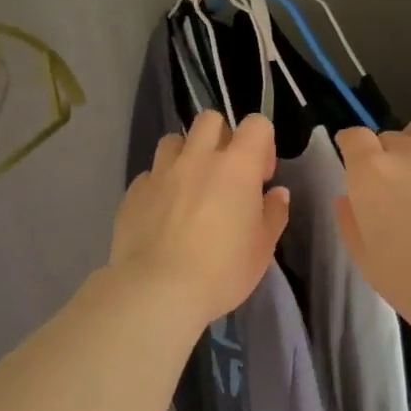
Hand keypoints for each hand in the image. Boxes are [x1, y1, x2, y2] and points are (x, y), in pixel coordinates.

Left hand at [110, 111, 290, 328]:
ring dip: (186, 155)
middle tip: (225, 174)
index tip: (261, 177)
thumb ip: (273, 214)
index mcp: (236, 166)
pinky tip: (163, 213)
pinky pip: (150, 174)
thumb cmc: (222, 270)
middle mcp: (197, 158)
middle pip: (210, 120)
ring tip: (190, 188)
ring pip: (173, 140)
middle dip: (221, 137)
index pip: (256, 124)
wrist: (157, 291)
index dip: (262, 144)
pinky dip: (160, 185)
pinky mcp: (133, 192)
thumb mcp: (262, 248)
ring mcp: (161, 172)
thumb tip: (276, 193)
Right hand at [334, 112, 410, 345]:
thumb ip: (351, 223)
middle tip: (389, 191)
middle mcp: (409, 154)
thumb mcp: (368, 262)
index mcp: (373, 173)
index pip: (354, 137)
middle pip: (389, 136)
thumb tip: (347, 200)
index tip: (352, 166)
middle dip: (383, 156)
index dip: (351, 148)